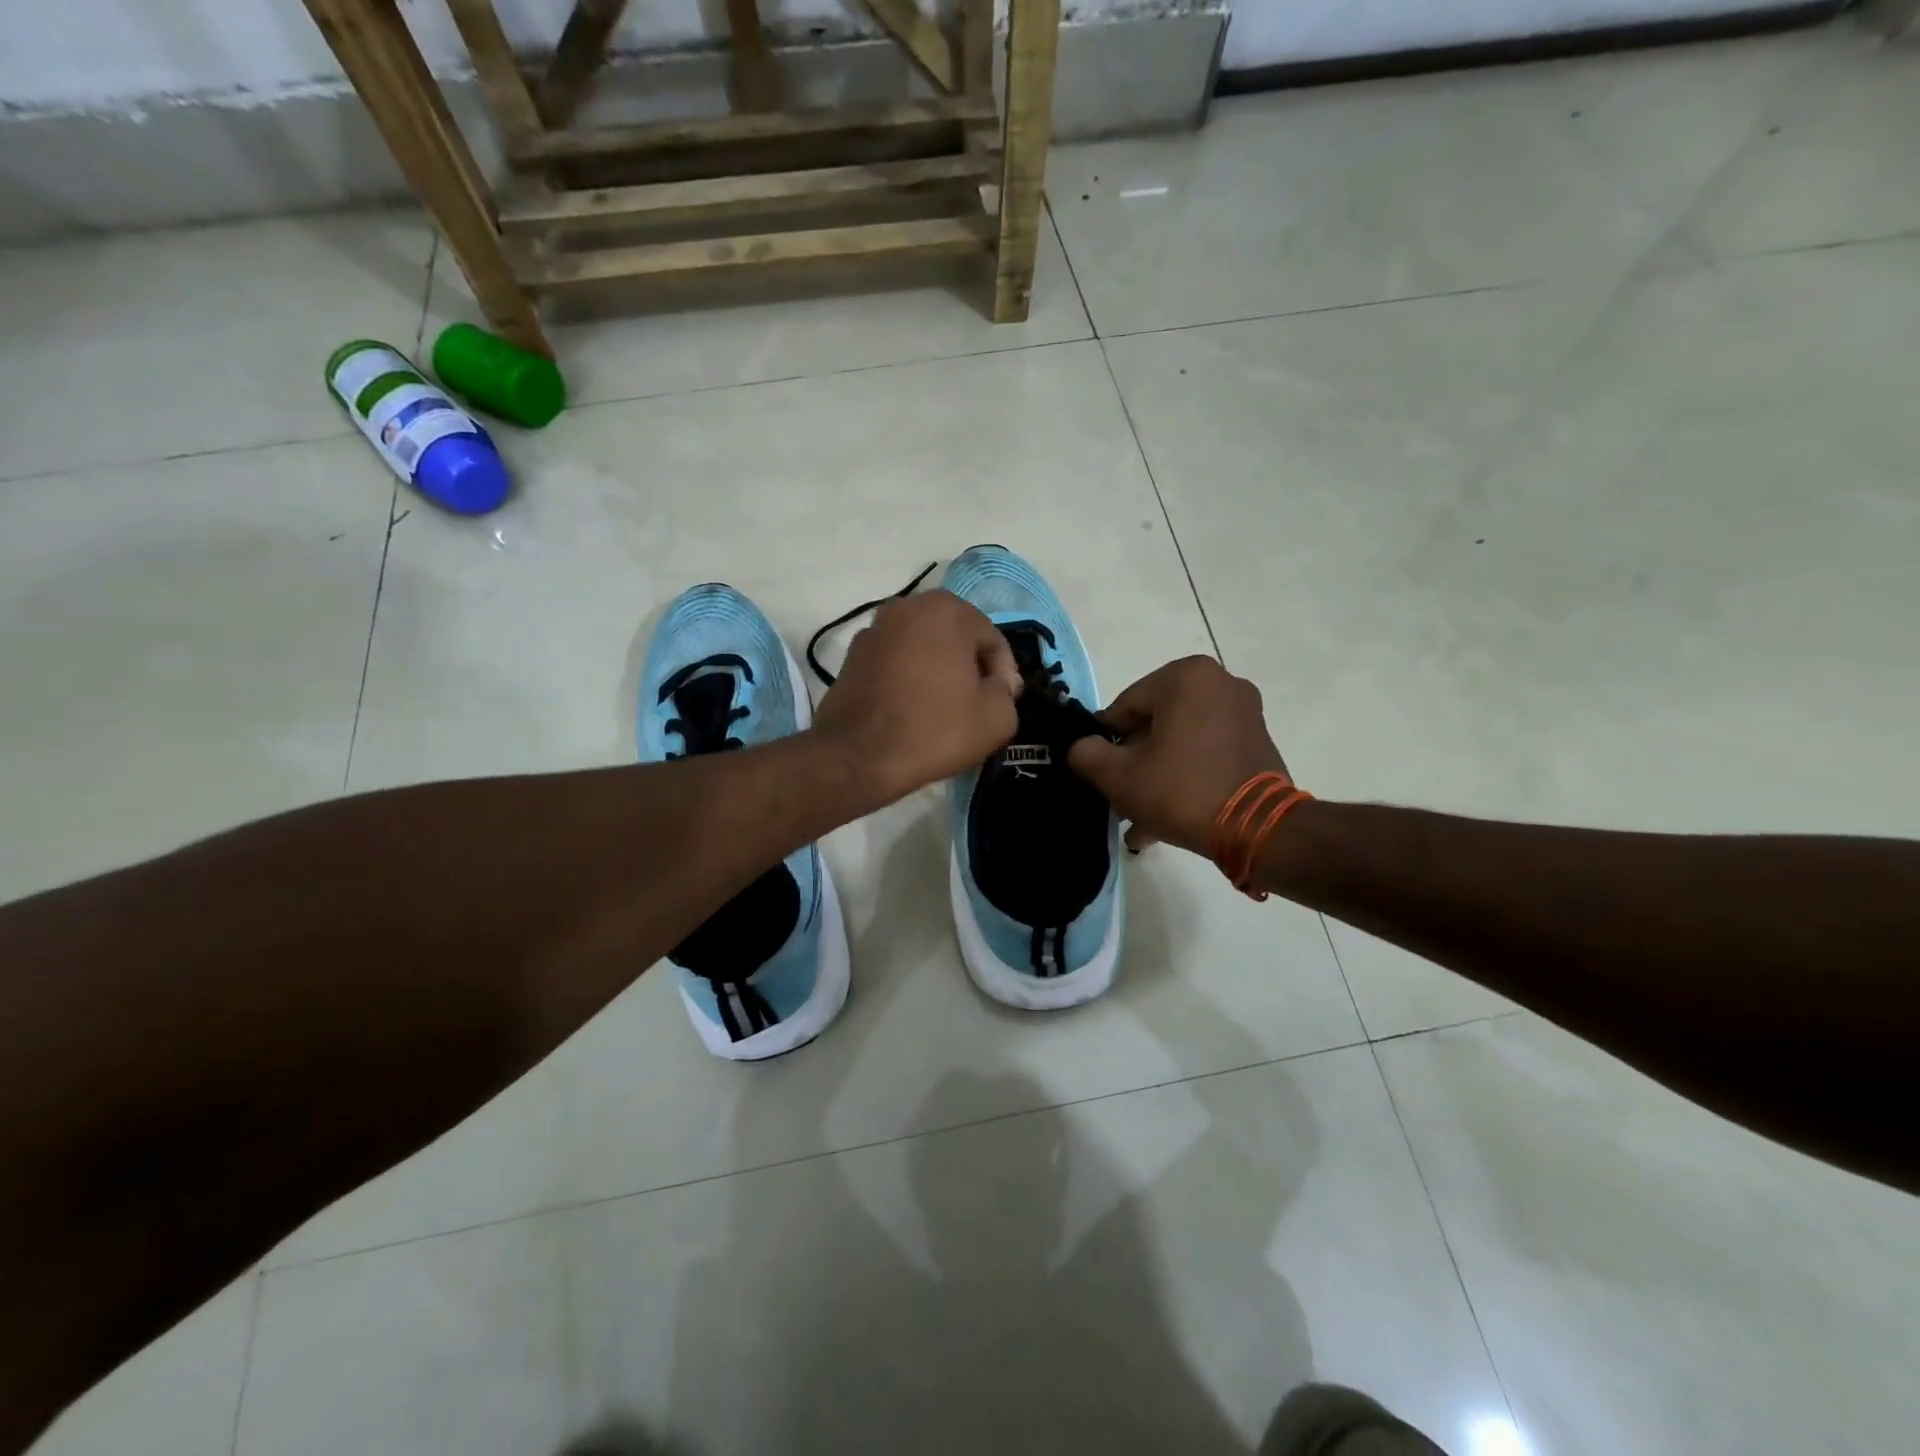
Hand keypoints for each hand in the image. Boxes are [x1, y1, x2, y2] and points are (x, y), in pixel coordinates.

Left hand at [812, 590, 1021, 804]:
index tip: (1000, 705)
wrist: (858, 757)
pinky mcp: (852, 655)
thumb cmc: (934, 730)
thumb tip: (996, 682)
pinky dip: (909, 679)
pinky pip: (896, 662)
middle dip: (970, 668)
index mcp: (947, 610)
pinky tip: (912, 711)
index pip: (992, 640)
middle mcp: (908, 606)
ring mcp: (875, 628)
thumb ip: (1007, 691)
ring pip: (924, 648)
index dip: (1003, 675)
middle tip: (975, 706)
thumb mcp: (997, 718)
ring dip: (938, 672)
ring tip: (943, 710)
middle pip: (957, 638)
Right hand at [1068, 656, 1288, 855]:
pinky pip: (1206, 753)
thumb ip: (1087, 754)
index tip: (1101, 772)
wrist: (1257, 829)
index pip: (1125, 706)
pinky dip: (1185, 776)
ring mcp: (1244, 713)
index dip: (1106, 741)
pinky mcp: (1257, 742)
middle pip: (1154, 723)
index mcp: (1186, 677)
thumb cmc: (1181, 789)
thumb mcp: (1118, 776)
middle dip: (1134, 762)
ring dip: (1157, 775)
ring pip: (1180, 742)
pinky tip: (1165, 817)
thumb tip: (1082, 748)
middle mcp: (1220, 683)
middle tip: (1119, 797)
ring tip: (1139, 817)